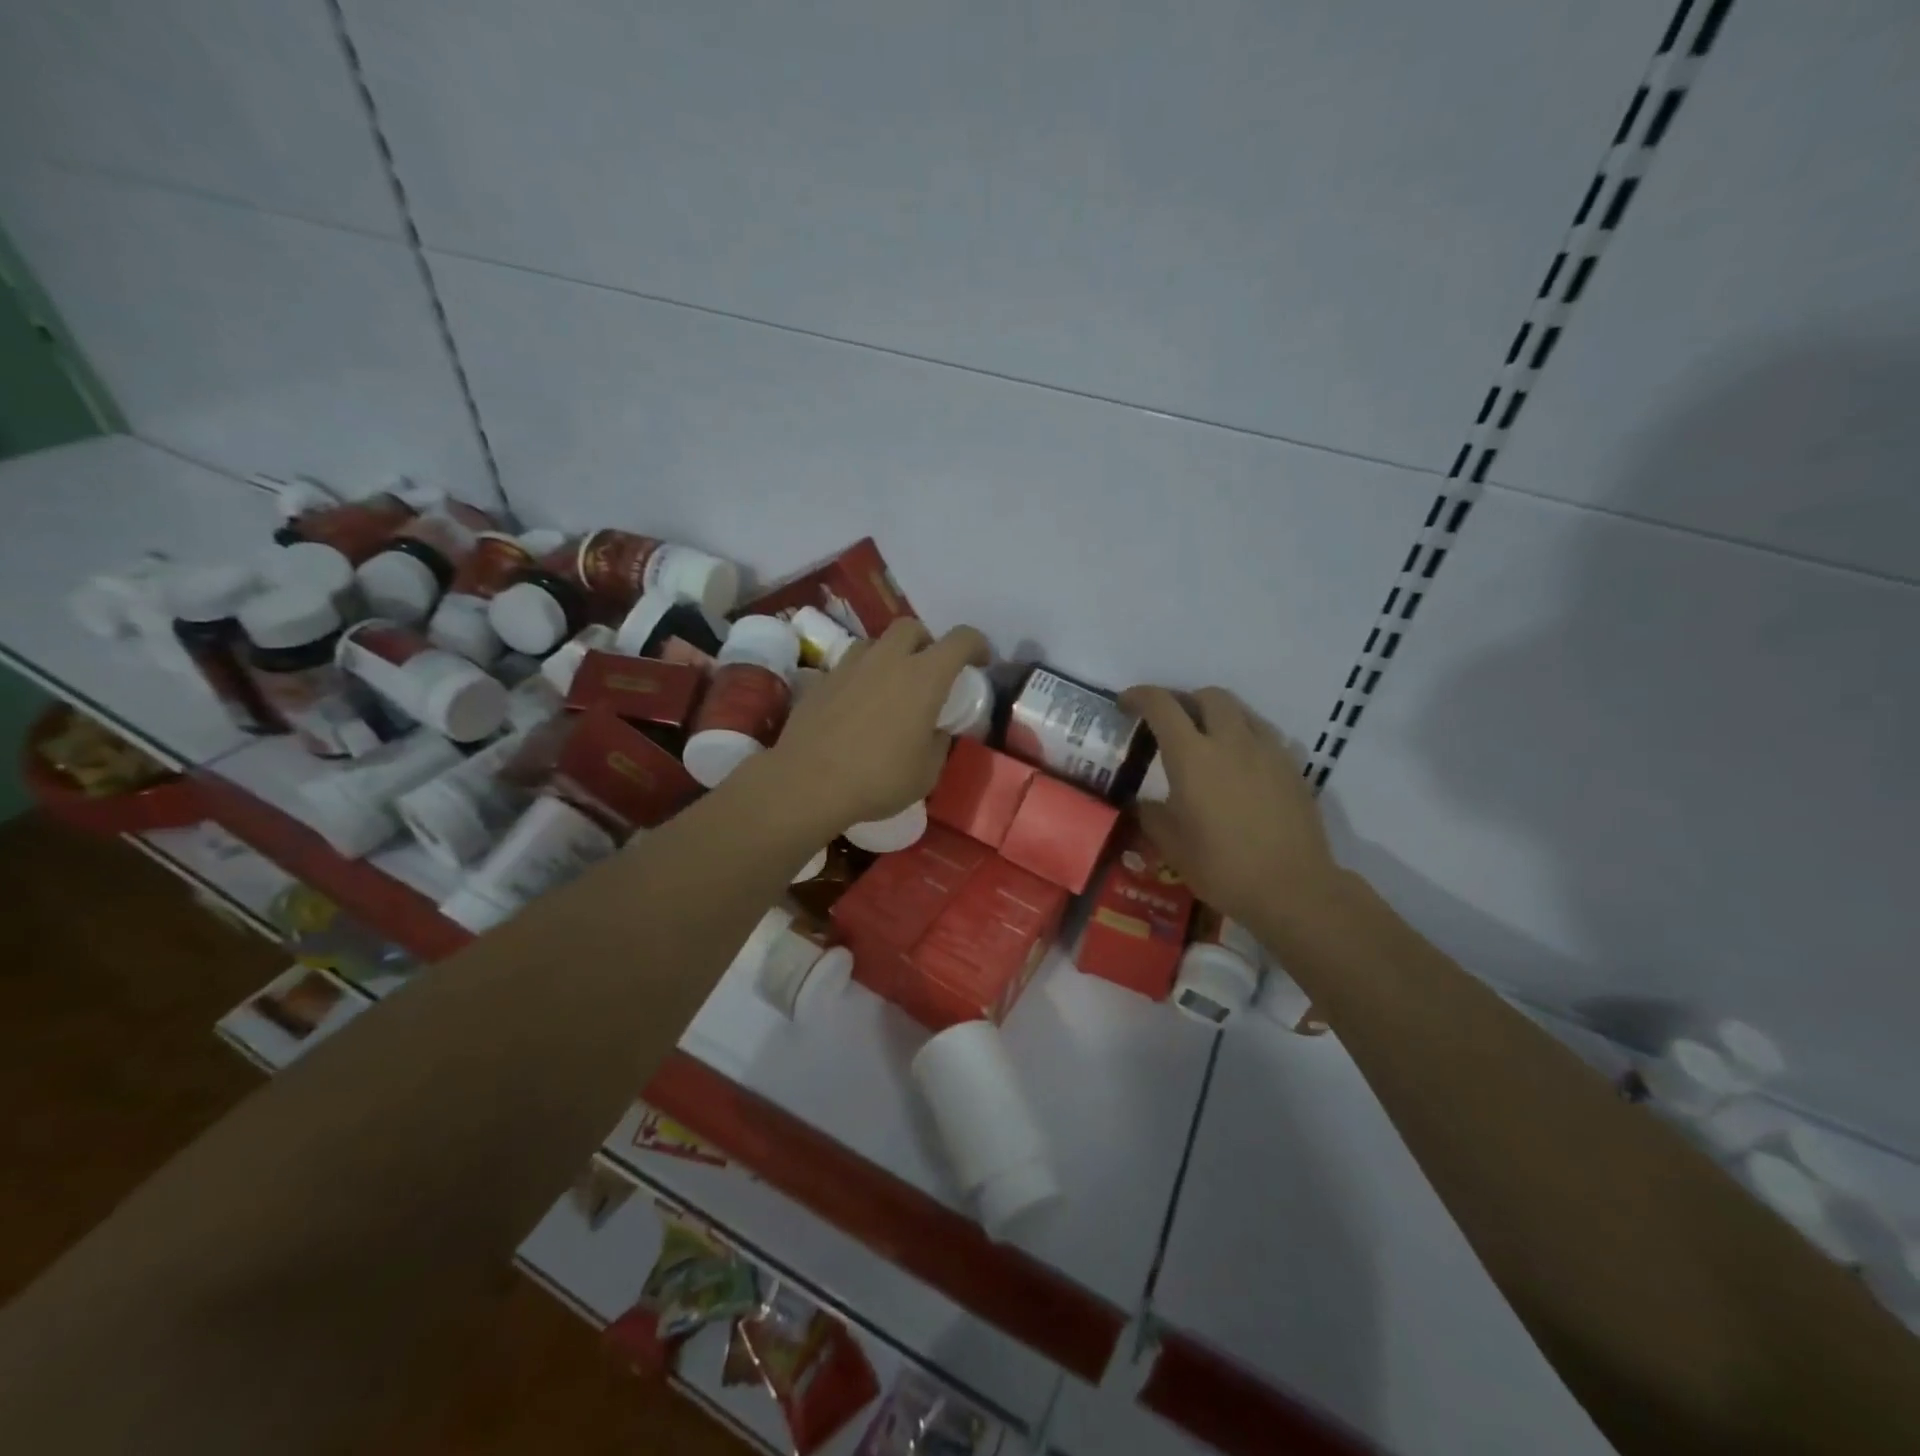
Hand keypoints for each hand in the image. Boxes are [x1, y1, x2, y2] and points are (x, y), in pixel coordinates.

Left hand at [770, 618, 989, 832]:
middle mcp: (888, 660)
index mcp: (924, 677)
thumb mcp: (927, 772)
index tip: (980, 661)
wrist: (807, 783)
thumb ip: (939, 742)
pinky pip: (849, 665)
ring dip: (891, 655)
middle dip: (927, 642)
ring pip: (876, 642)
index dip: (977, 645)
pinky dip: (862, 675)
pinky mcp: (822, 679)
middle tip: (929, 671)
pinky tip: (858, 704)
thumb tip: (936, 730)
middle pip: (912, 627)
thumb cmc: (878, 779)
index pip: (961, 640)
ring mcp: (850, 666)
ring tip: (891, 685)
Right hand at [1121, 685, 1344, 933]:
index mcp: (1192, 756)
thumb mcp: (1171, 844)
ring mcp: (1267, 750)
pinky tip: (1239, 766)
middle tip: (1169, 723)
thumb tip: (1142, 802)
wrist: (1292, 888)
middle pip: (1207, 696)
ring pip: (1240, 710)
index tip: (1125, 704)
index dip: (1139, 696)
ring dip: (1216, 715)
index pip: (1161, 705)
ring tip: (1205, 740)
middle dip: (1183, 700)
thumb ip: (1150, 813)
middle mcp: (1230, 741)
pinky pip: (1263, 734)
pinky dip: (1243, 737)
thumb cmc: (1221, 867)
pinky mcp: (1292, 767)